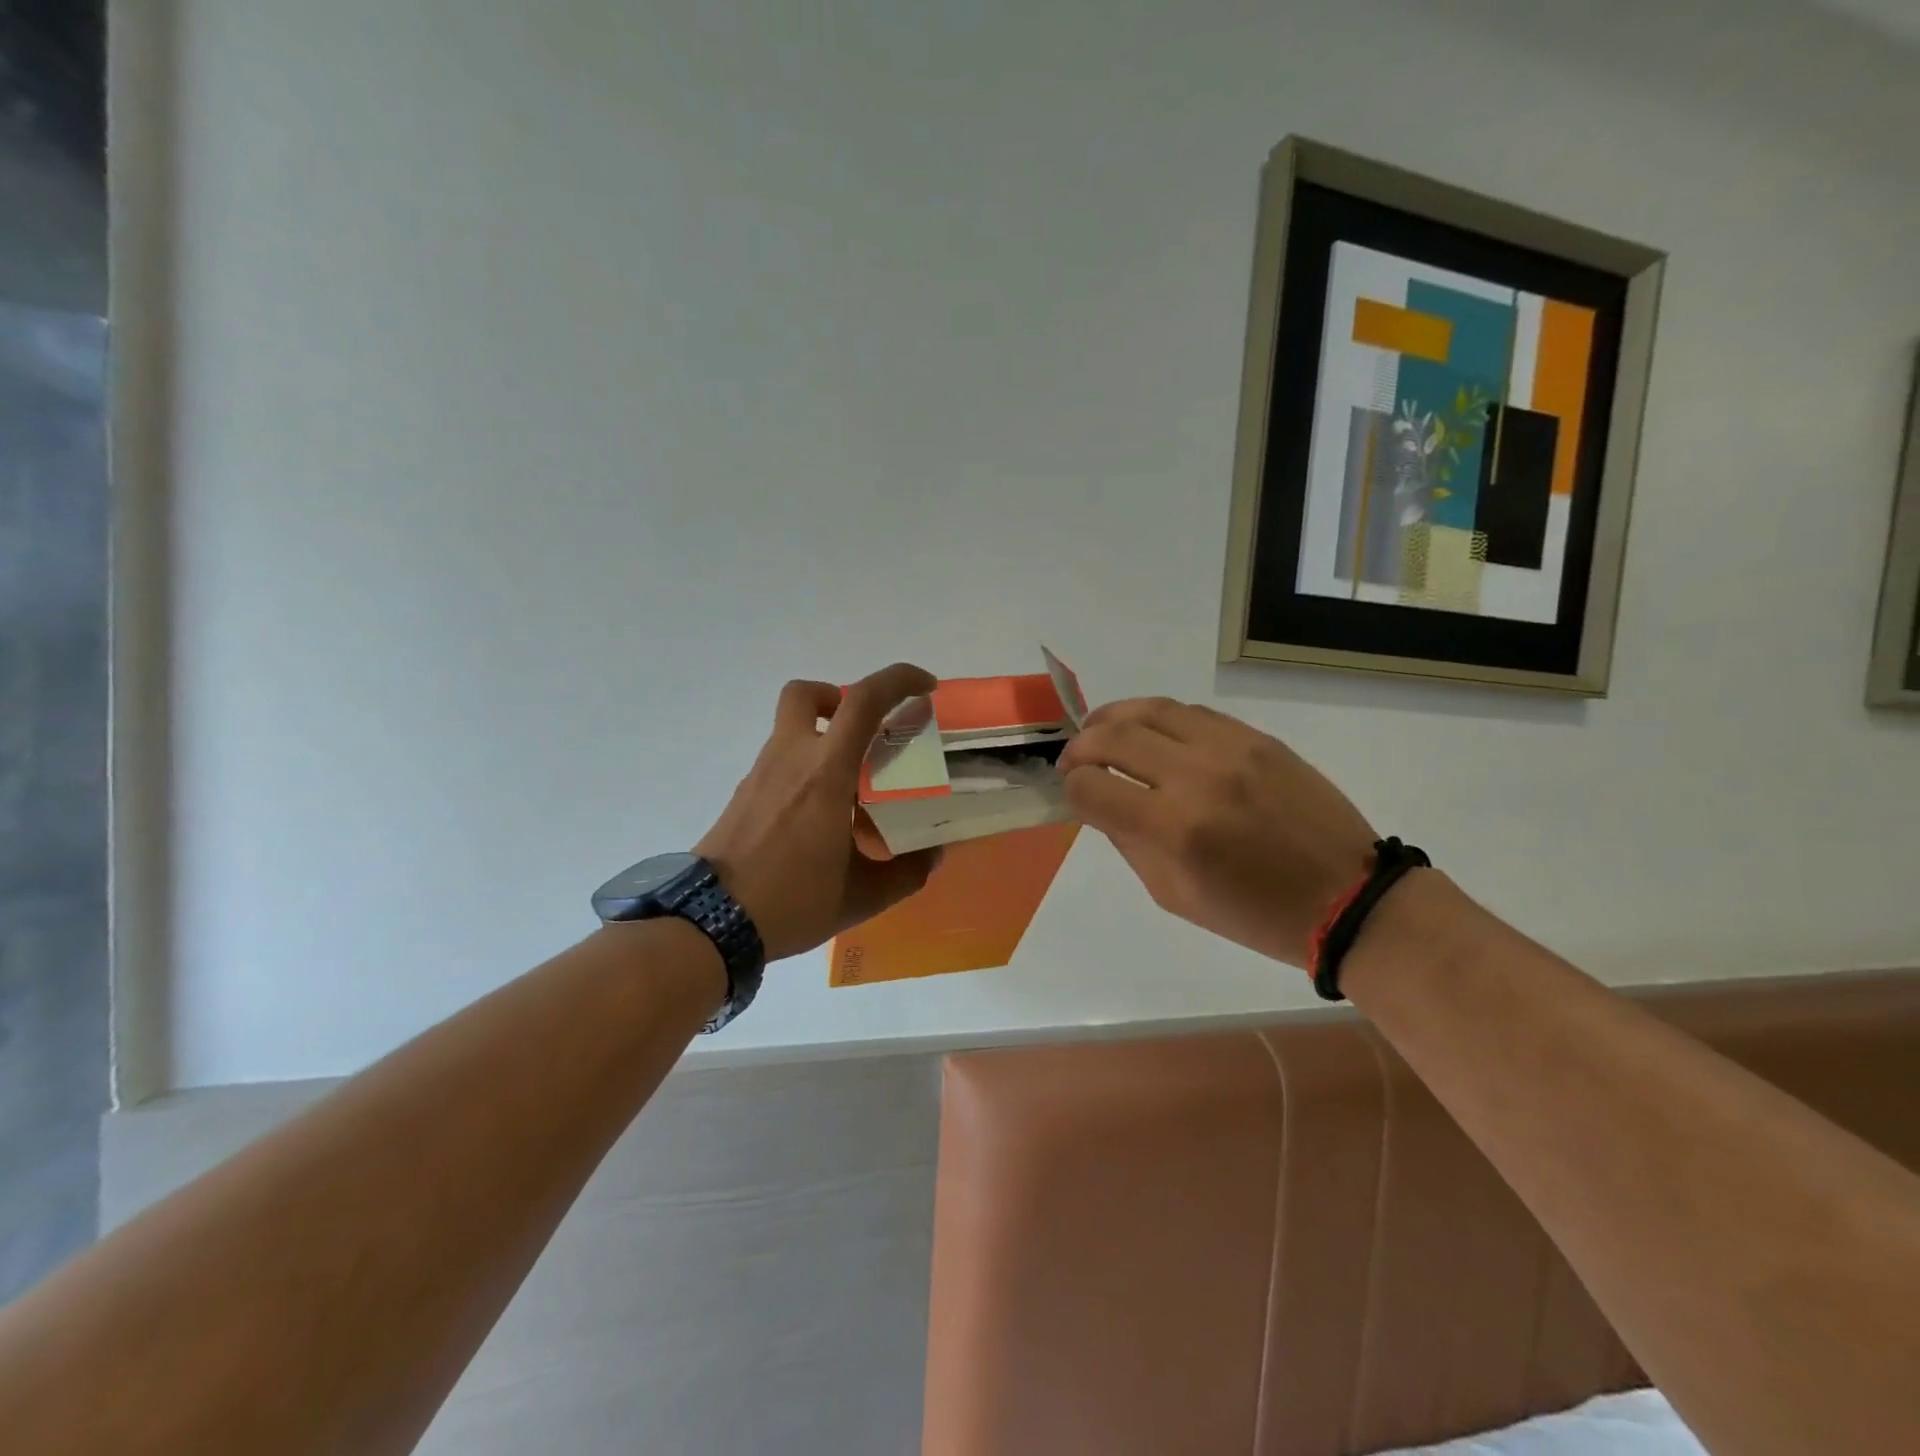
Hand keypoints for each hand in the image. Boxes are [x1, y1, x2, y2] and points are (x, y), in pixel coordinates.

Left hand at [696, 663, 941, 960]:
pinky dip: (805, 766)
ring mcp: (761, 774)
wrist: (711, 922)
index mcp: (826, 772)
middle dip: (842, 697)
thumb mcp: (861, 896)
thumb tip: (931, 855)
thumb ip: (905, 873)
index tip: (925, 688)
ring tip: (851, 783)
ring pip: (792, 726)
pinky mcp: (745, 793)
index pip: (863, 701)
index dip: (899, 680)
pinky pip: (781, 759)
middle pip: (808, 693)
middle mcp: (791, 758)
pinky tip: (819, 814)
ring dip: (824, 734)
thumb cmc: (792, 900)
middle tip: (868, 732)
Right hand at [1057, 697, 1377, 969]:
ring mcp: (1231, 748)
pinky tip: (1152, 734)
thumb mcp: (1175, 896)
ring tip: (1100, 732)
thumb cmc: (1255, 914)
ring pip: (1151, 708)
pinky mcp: (1257, 737)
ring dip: (1113, 718)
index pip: (1092, 787)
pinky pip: (1192, 712)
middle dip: (1080, 747)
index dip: (1072, 790)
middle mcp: (1197, 777)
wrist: (1348, 897)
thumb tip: (1101, 803)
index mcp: (1174, 829)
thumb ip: (1129, 844)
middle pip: (1113, 737)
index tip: (1074, 795)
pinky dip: (1159, 718)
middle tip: (1073, 760)